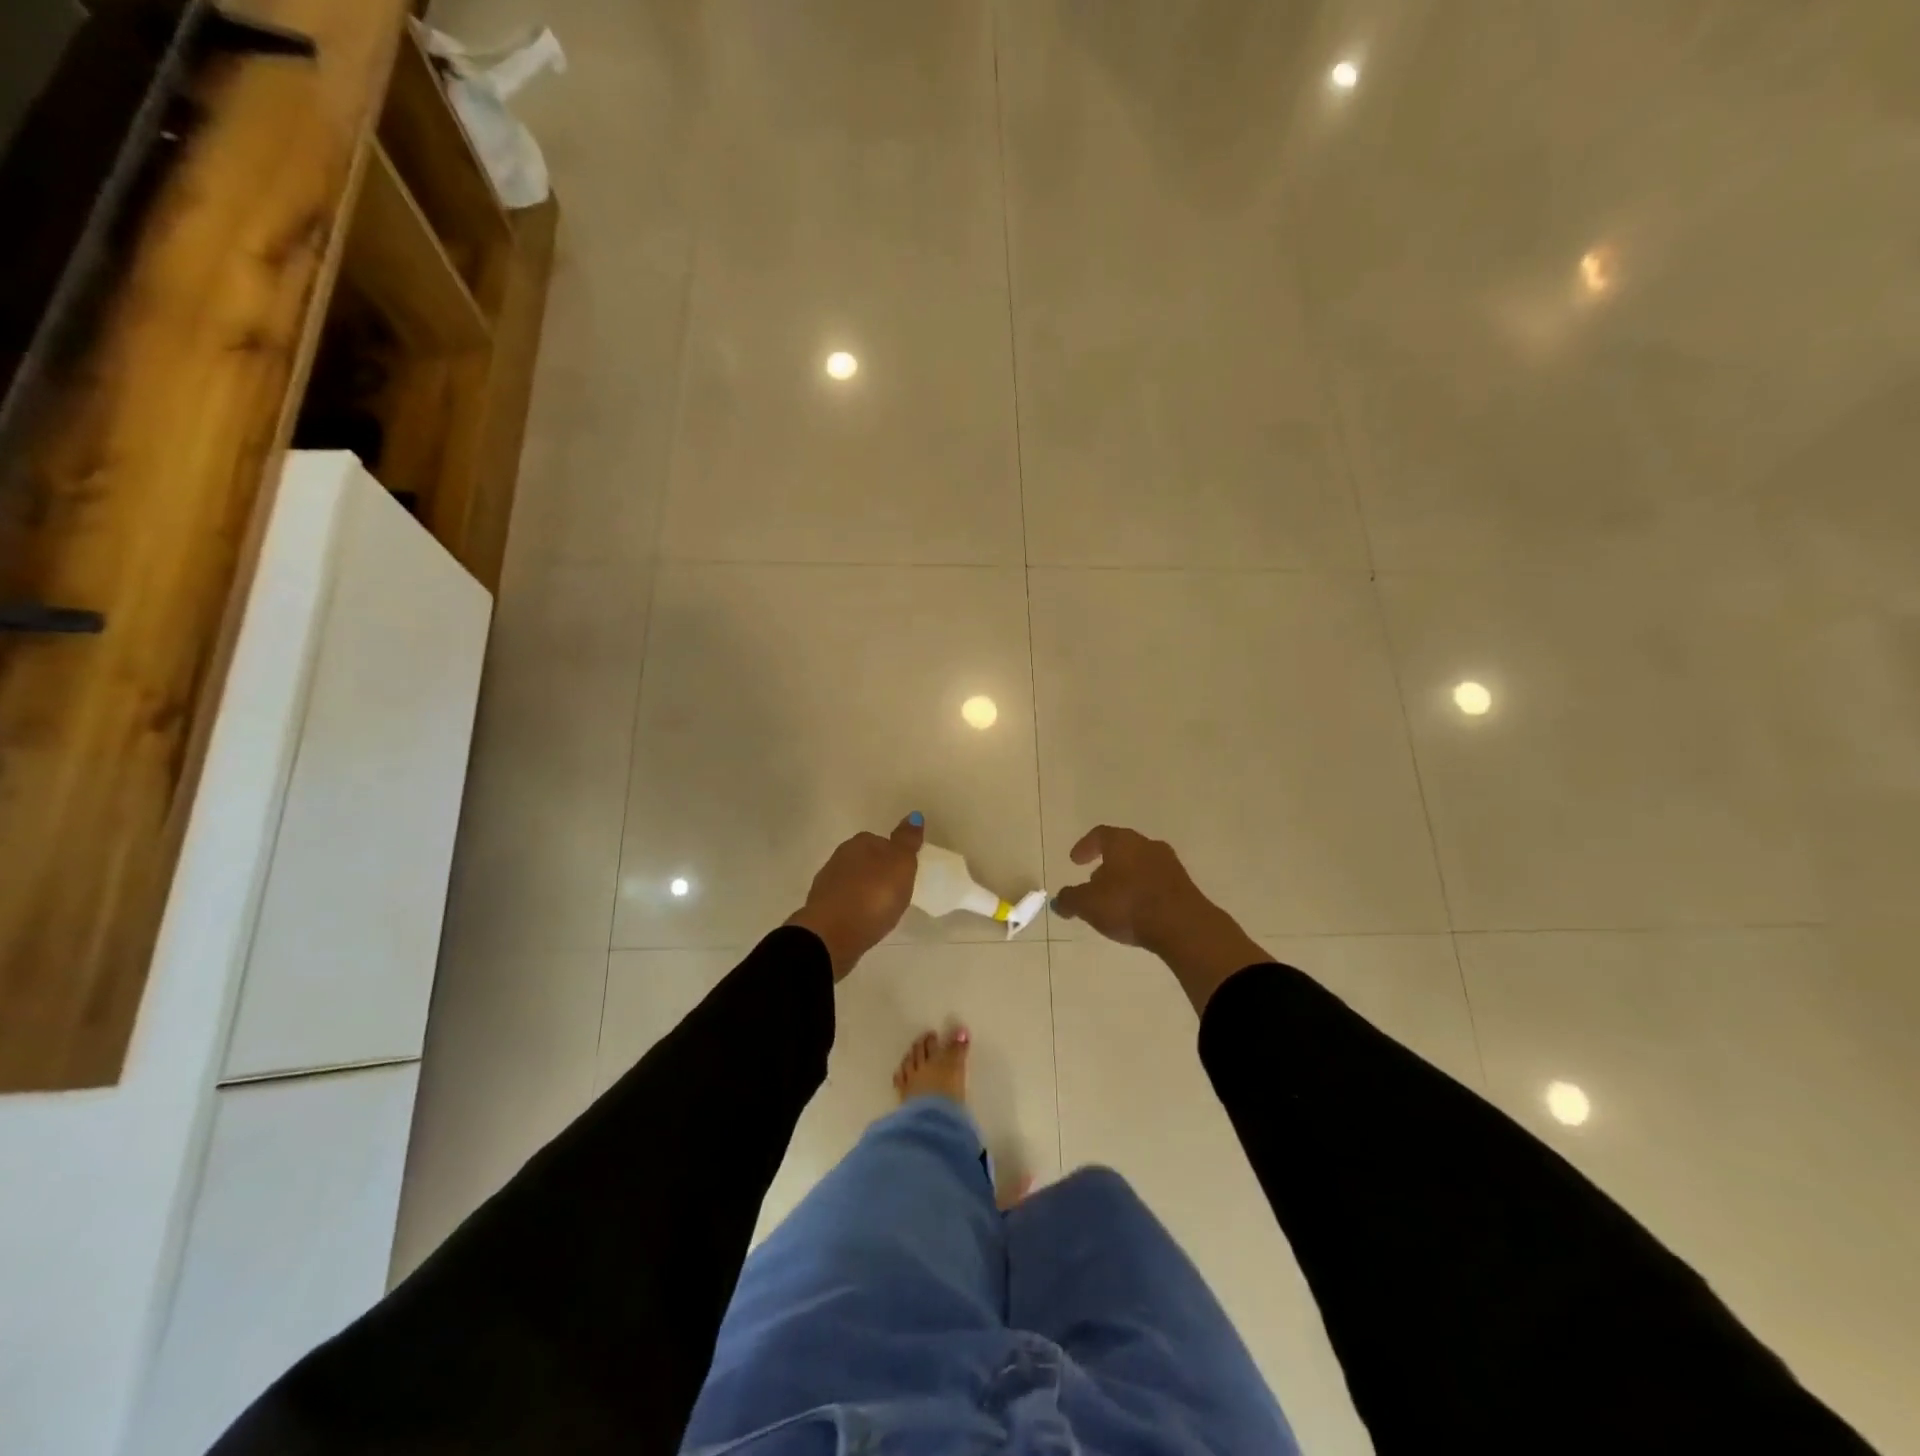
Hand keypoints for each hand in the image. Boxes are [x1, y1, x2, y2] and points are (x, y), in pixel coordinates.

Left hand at [787, 814, 924, 980]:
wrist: (831, 934)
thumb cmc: (873, 896)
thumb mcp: (900, 865)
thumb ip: (907, 841)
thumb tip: (914, 815)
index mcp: (860, 843)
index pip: (881, 841)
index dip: (895, 857)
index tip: (905, 874)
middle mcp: (840, 857)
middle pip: (866, 861)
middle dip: (879, 873)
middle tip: (896, 892)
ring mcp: (827, 883)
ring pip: (853, 882)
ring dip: (865, 891)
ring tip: (881, 909)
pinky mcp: (821, 909)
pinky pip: (845, 903)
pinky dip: (854, 908)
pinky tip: (863, 921)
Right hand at [1050, 825, 1269, 1013]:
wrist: (1183, 926)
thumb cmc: (1128, 905)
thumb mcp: (1088, 905)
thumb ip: (1070, 900)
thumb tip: (1058, 901)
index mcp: (1122, 842)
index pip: (1100, 835)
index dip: (1085, 846)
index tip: (1075, 860)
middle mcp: (1147, 846)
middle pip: (1123, 849)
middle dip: (1106, 864)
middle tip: (1093, 880)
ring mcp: (1170, 865)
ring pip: (1140, 866)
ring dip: (1125, 878)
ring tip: (1114, 900)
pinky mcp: (1184, 886)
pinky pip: (1156, 883)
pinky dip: (1142, 891)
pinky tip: (1136, 911)